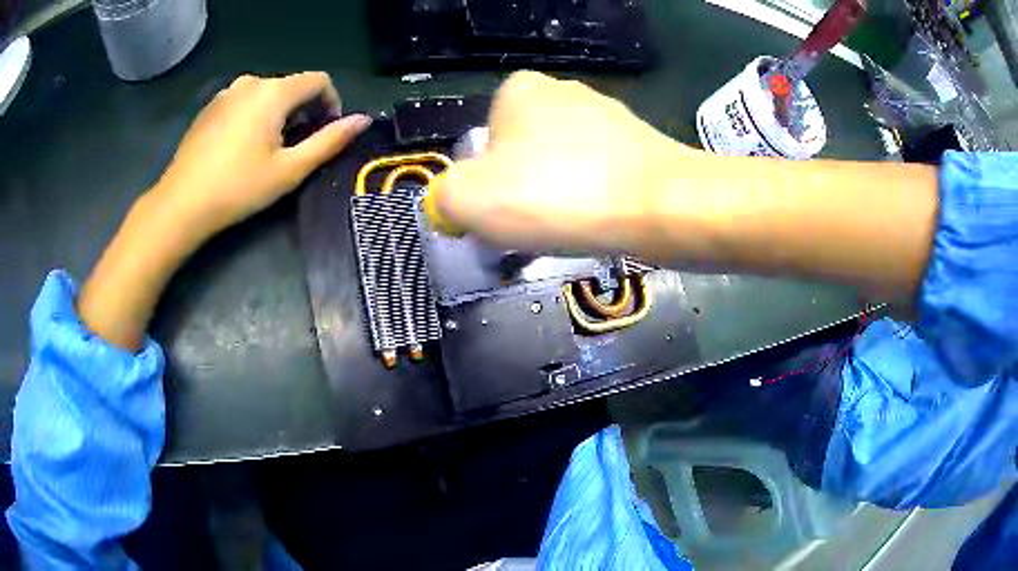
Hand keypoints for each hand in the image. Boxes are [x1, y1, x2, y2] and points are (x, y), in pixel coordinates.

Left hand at [78, 72, 369, 350]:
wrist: (181, 204)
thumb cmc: (238, 188)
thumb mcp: (290, 169)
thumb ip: (329, 141)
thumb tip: (362, 120)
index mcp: (274, 91)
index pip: (319, 80)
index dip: (331, 102)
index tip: (326, 132)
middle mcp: (251, 82)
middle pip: (291, 87)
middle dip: (303, 111)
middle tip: (296, 148)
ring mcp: (226, 93)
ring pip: (266, 95)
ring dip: (278, 115)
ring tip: (268, 150)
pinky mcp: (209, 108)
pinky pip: (243, 102)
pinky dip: (254, 117)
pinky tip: (241, 148)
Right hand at [429, 71, 696, 254]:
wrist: (660, 206)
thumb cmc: (559, 195)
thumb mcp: (470, 200)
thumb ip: (443, 197)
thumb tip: (452, 203)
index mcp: (518, 90)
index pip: (482, 145)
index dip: (485, 187)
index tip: (502, 217)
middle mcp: (563, 92)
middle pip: (521, 156)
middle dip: (520, 193)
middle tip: (534, 228)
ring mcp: (607, 115)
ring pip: (560, 167)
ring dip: (556, 199)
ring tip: (571, 228)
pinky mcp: (638, 143)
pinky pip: (597, 175)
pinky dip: (591, 200)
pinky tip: (601, 220)